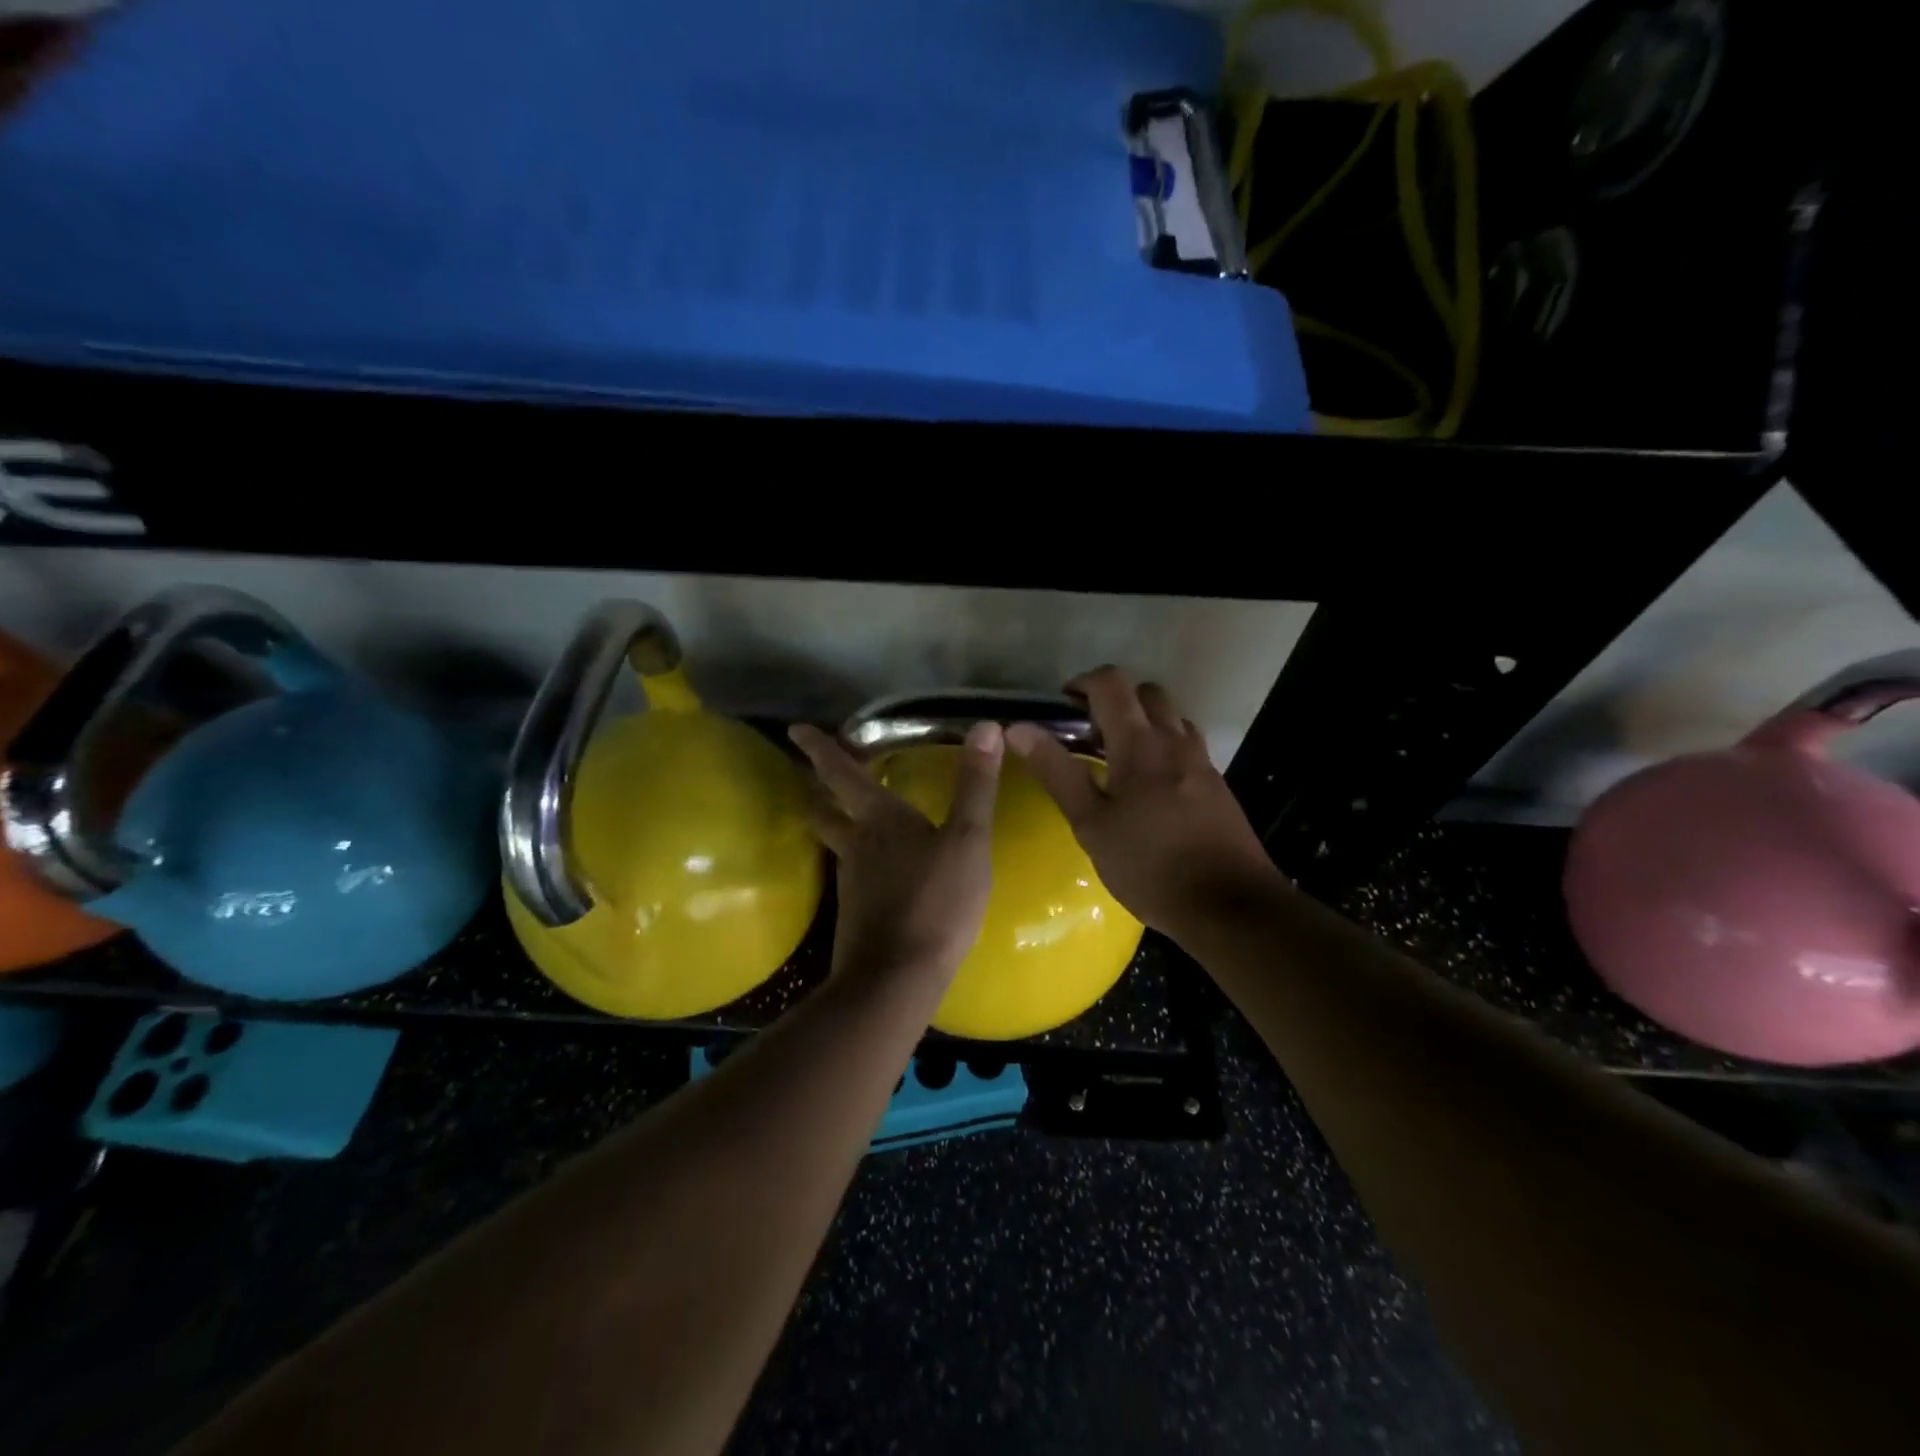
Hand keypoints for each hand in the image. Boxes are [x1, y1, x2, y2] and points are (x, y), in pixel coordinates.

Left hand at [788, 720, 1003, 985]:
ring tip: (856, 821)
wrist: (897, 978)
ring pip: (838, 844)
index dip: (819, 749)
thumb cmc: (936, 901)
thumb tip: (986, 726)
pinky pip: (854, 876)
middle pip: (826, 811)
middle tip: (822, 778)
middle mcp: (856, 845)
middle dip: (821, 791)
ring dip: (839, 826)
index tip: (797, 730)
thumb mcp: (968, 840)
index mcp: (879, 819)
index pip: (840, 773)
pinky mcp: (856, 916)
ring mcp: (851, 883)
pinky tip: (880, 873)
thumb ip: (975, 786)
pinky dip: (860, 863)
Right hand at [1005, 667, 1283, 938]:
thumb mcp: (1091, 824)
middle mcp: (1175, 741)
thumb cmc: (1149, 866)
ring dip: (1143, 722)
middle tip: (1088, 734)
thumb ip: (1057, 771)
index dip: (1083, 682)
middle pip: (1147, 693)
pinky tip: (1150, 789)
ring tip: (1118, 759)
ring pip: (1171, 718)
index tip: (1062, 704)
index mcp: (1140, 744)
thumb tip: (1018, 728)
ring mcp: (1202, 762)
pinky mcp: (1217, 786)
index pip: (1112, 683)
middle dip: (1115, 700)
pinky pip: (1187, 746)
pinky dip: (1163, 747)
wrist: (1229, 906)